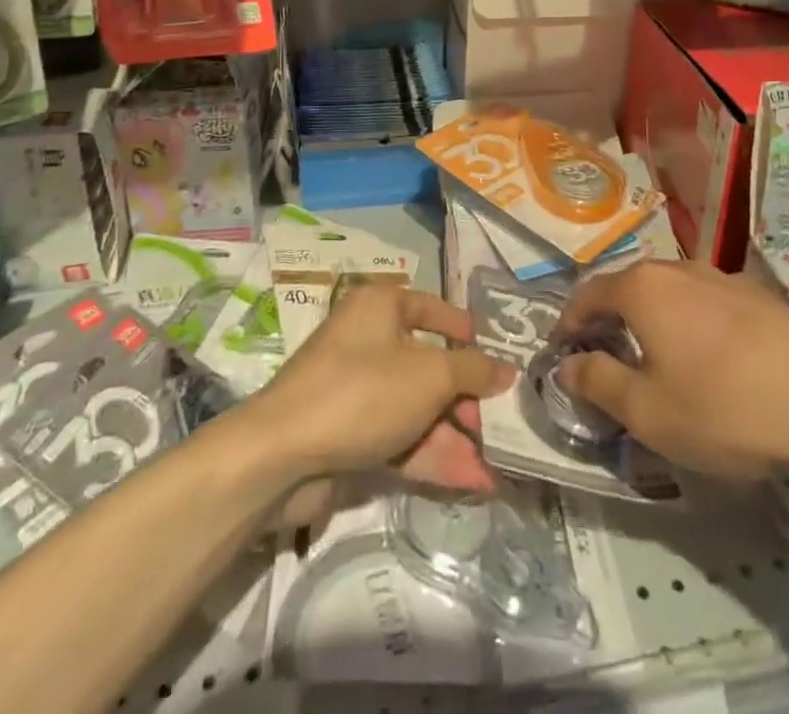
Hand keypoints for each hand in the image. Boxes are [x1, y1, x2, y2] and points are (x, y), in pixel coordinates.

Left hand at [247, 284, 514, 495]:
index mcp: (380, 307)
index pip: (432, 309)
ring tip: (498, 465)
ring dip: (456, 436)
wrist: (282, 455)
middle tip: (501, 425)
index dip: (465, 332)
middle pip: (428, 364)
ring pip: (417, 408)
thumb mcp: (430, 375)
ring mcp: (357, 391)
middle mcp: (368, 341)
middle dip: (466, 399)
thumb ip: (473, 372)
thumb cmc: (363, 391)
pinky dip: (433, 456)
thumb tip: (507, 370)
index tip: (497, 357)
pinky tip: (472, 481)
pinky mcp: (349, 434)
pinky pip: (400, 438)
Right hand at [557, 260, 788, 481]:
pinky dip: (691, 325)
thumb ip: (598, 382)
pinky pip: (705, 304)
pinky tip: (711, 363)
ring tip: (659, 362)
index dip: (570, 322)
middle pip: (628, 288)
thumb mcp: (649, 411)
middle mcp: (676, 269)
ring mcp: (721, 277)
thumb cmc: (725, 406)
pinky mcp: (757, 295)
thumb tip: (567, 365)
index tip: (564, 351)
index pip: (588, 294)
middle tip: (608, 359)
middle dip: (611, 321)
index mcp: (641, 288)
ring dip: (653, 322)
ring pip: (669, 294)